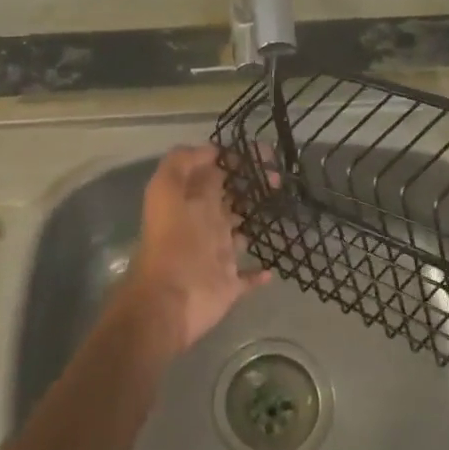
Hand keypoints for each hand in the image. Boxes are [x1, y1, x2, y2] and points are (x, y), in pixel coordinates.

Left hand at [121, 145, 270, 350]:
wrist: (170, 299)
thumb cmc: (173, 241)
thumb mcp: (166, 190)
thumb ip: (182, 163)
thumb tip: (212, 150)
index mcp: (191, 201)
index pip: (214, 172)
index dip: (235, 160)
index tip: (263, 153)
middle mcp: (205, 223)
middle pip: (231, 198)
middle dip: (252, 185)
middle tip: (279, 178)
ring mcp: (218, 254)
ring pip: (241, 232)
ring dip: (256, 221)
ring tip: (282, 205)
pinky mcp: (229, 283)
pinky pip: (248, 276)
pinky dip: (260, 272)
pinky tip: (272, 265)